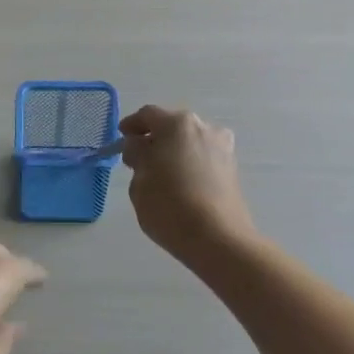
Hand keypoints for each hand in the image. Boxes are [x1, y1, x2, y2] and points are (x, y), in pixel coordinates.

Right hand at [118, 105, 257, 269]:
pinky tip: (180, 183)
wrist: (217, 238)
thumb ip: (137, 156)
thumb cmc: (169, 206)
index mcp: (177, 124)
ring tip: (160, 173)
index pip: (148, 115)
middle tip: (139, 158)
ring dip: (174, 151)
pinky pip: (203, 157)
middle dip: (154, 138)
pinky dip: (189, 163)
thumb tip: (140, 147)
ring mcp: (222, 147)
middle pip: (172, 126)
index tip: (122, 137)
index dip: (131, 125)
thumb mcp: (140, 181)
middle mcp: (204, 127)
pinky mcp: (232, 168)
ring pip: (190, 142)